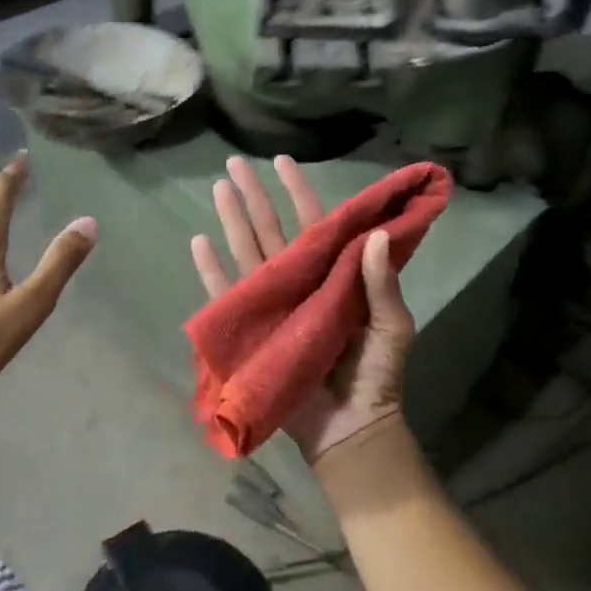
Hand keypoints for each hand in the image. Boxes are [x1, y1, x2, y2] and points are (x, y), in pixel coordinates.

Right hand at [190, 155, 414, 464]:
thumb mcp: (390, 326)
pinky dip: (212, 271)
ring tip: (218, 188)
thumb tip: (373, 234)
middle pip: (273, 230)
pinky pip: (228, 295)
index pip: (315, 224)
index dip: (299, 192)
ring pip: (248, 252)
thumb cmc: (376, 375)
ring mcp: (274, 305)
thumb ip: (382, 283)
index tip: (283, 161)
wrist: (352, 429)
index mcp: (334, 275)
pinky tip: (199, 241)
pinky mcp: (252, 331)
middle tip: (235, 163)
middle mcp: (301, 282)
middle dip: (255, 196)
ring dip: (232, 221)